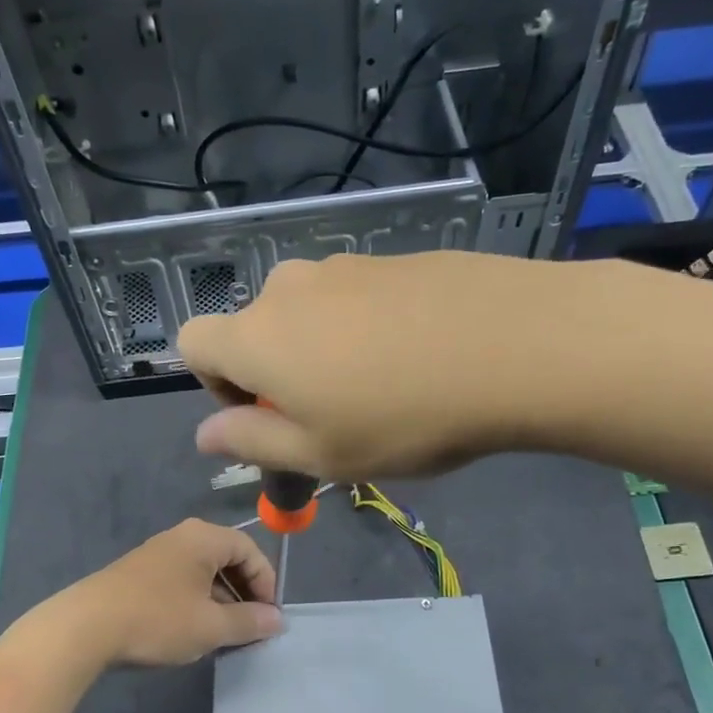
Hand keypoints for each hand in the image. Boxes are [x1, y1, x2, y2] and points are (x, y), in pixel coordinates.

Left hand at [65, 519, 282, 665]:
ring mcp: (157, 553)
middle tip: (250, 627)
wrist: (84, 628)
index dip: (266, 584)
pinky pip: (181, 581)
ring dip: (220, 601)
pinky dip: (196, 602)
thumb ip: (249, 622)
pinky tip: (191, 630)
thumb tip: (277, 620)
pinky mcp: (139, 574)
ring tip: (223, 634)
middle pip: (227, 559)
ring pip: (203, 573)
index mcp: (204, 538)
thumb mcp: (211, 626)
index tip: (269, 618)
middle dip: (244, 593)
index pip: (251, 551)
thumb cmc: (157, 620)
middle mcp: (182, 537)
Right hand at [178, 251, 543, 478]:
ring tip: (383, 389)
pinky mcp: (395, 258)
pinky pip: (356, 299)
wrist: (519, 345)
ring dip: (322, 351)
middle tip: (333, 416)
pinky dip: (366, 329)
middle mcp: (290, 288)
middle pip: (254, 330)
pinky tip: (419, 358)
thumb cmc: (404, 418)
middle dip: (276, 374)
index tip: (265, 418)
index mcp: (257, 337)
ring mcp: (346, 266)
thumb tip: (204, 436)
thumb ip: (251, 444)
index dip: (216, 386)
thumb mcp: (321, 454)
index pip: (194, 343)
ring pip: (308, 314)